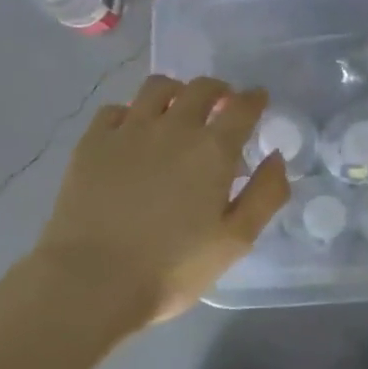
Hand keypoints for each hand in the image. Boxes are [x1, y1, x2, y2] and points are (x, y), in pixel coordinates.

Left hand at [33, 75, 289, 324]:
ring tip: (178, 109)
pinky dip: (132, 112)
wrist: (92, 280)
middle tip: (222, 105)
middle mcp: (172, 127)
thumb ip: (264, 195)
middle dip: (219, 90)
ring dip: (176, 91)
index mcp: (212, 150)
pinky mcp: (92, 142)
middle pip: (201, 88)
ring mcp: (127, 130)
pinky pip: (115, 109)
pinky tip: (133, 130)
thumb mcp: (235, 241)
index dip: (254, 99)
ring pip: (157, 88)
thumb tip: (276, 157)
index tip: (258, 100)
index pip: (242, 107)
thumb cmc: (172, 267)